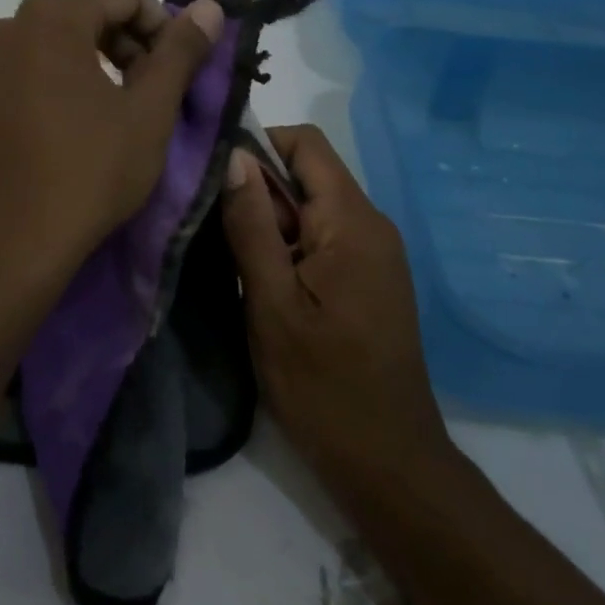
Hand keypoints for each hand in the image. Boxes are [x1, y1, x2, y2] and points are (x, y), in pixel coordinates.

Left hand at [0, 0, 223, 291]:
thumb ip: (181, 52)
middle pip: (80, 15)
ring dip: (82, 69)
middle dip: (122, 46)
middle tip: (143, 93)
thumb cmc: (90, 172)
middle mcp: (3, 30)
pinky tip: (52, 140)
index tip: (173, 69)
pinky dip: (40, 95)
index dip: (161, 25)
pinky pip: (10, 84)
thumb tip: (209, 7)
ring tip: (101, 118)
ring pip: (43, 50)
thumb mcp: (149, 111)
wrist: (9, 248)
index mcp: (50, 19)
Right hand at [221, 125, 449, 485]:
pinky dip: (290, 248)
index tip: (216, 180)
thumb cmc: (323, 384)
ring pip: (312, 209)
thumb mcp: (272, 303)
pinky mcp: (370, 279)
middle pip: (307, 176)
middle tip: (217, 235)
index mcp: (352, 221)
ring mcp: (375, 253)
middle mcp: (372, 224)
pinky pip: (324, 239)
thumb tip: (233, 156)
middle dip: (259, 194)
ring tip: (237, 267)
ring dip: (271, 225)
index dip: (257, 146)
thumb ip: (252, 226)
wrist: (387, 461)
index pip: (305, 144)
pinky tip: (265, 286)